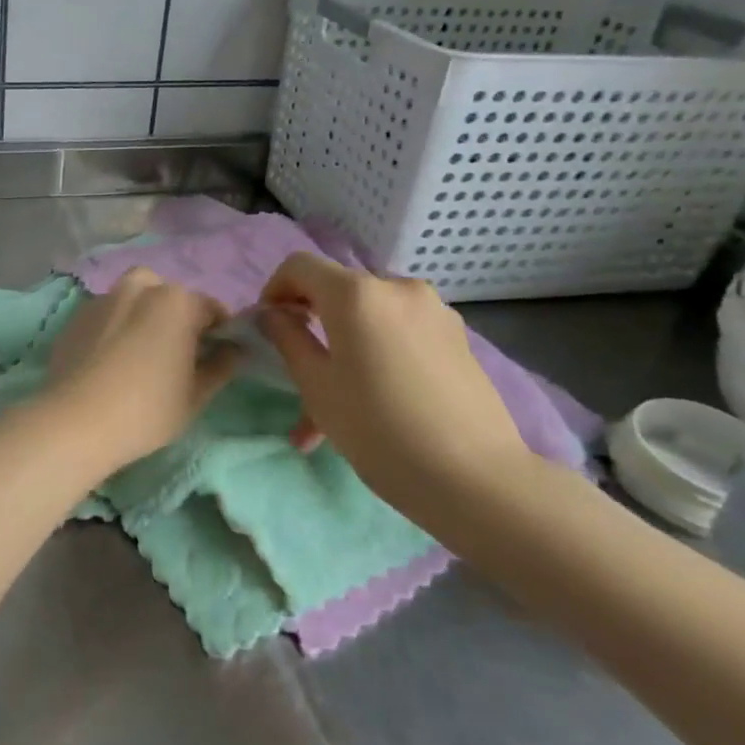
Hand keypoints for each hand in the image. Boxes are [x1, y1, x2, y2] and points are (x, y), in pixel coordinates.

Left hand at [45, 268, 239, 472]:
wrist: (76, 421)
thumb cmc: (147, 410)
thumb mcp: (196, 395)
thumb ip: (221, 366)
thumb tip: (234, 349)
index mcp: (177, 301)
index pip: (211, 308)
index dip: (219, 332)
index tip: (216, 356)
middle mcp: (140, 288)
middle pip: (170, 295)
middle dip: (178, 316)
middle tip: (177, 353)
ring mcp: (104, 298)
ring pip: (135, 297)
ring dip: (145, 314)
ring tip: (142, 351)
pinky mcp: (77, 316)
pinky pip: (107, 313)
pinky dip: (116, 325)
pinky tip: (111, 358)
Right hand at [256, 254, 528, 509]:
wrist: (475, 479)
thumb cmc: (379, 430)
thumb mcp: (316, 386)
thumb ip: (288, 339)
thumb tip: (274, 315)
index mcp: (356, 293)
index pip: (299, 266)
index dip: (275, 289)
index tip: (269, 327)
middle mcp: (396, 286)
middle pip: (338, 290)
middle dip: (312, 322)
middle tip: (300, 369)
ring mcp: (433, 310)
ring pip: (371, 316)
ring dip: (346, 344)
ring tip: (338, 401)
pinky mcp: (457, 336)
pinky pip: (401, 331)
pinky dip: (378, 352)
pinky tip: (377, 399)